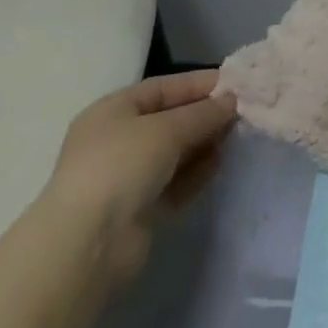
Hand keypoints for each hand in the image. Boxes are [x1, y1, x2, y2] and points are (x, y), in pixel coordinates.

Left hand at [42, 70, 238, 284]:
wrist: (88, 245)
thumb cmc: (121, 165)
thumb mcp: (166, 128)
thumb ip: (202, 113)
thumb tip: (231, 100)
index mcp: (113, 111)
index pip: (162, 88)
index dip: (197, 84)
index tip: (233, 83)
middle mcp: (117, 141)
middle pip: (169, 120)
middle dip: (203, 115)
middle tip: (240, 111)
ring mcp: (126, 178)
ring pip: (173, 153)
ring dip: (202, 143)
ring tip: (232, 136)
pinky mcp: (138, 211)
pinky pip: (173, 183)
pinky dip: (195, 173)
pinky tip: (217, 164)